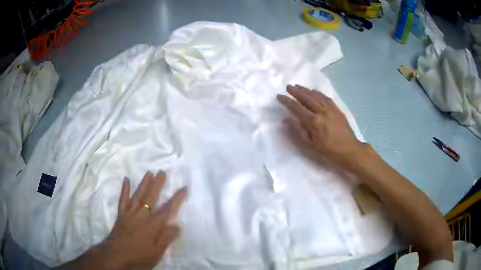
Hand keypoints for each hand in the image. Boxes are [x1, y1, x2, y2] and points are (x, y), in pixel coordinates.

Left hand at [92, 171, 186, 269]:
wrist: (116, 256)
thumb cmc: (139, 256)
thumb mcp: (157, 252)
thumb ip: (166, 238)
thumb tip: (177, 225)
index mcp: (153, 225)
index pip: (168, 209)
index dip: (177, 198)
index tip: (183, 188)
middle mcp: (142, 215)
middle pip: (151, 197)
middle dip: (158, 184)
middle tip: (163, 172)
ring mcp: (130, 213)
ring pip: (138, 195)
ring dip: (144, 183)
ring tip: (149, 172)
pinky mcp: (121, 214)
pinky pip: (123, 199)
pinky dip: (124, 189)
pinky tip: (126, 179)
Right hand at [277, 84, 364, 166]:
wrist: (349, 150)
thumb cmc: (328, 150)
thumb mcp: (310, 145)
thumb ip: (298, 131)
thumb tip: (286, 120)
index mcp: (313, 122)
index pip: (296, 108)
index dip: (287, 101)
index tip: (279, 96)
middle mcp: (321, 111)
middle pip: (306, 98)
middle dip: (296, 92)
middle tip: (288, 86)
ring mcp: (330, 109)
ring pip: (316, 96)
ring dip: (306, 90)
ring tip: (298, 86)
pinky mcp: (337, 109)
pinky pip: (325, 98)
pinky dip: (318, 93)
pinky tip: (314, 90)